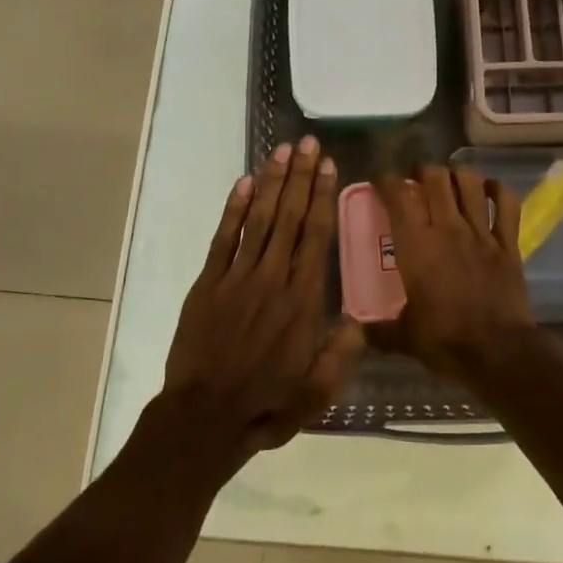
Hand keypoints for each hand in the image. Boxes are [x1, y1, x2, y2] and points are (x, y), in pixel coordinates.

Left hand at [163, 137, 361, 456]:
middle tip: (308, 142)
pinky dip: (234, 209)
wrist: (204, 419)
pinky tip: (244, 183)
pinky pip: (223, 239)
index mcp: (303, 301)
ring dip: (272, 183)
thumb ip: (341, 354)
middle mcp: (273, 279)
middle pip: (290, 217)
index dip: (322, 197)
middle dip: (301, 177)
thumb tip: (359, 318)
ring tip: (282, 151)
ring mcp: (237, 278)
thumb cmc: (267, 407)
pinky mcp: (208, 284)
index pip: (316, 236)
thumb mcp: (318, 392)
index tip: (328, 166)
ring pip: (259, 220)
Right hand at [373, 164, 536, 381]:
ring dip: (457, 174)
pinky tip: (489, 191)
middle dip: (423, 170)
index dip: (386, 181)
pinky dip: (498, 190)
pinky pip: (507, 203)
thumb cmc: (446, 341)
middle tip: (416, 180)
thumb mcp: (404, 338)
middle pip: (435, 177)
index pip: (397, 196)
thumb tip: (357, 330)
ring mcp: (481, 232)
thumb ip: (378, 330)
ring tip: (449, 181)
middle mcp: (447, 228)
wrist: (499, 352)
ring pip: (470, 182)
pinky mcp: (508, 243)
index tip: (380, 182)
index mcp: (416, 245)